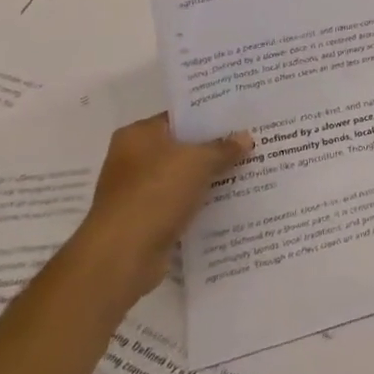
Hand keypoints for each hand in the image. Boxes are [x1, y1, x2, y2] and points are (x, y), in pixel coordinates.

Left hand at [69, 113, 251, 301]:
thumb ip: (224, 148)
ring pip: (184, 176)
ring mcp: (138, 191)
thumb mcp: (199, 161)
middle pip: (182, 147)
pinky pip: (181, 202)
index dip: (210, 117)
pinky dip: (201, 202)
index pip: (180, 117)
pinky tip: (231, 200)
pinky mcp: (146, 219)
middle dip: (214, 148)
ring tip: (248, 170)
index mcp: (138, 135)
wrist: (122, 255)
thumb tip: (246, 138)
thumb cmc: (156, 193)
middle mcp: (133, 159)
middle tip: (251, 142)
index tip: (241, 118)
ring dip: (209, 177)